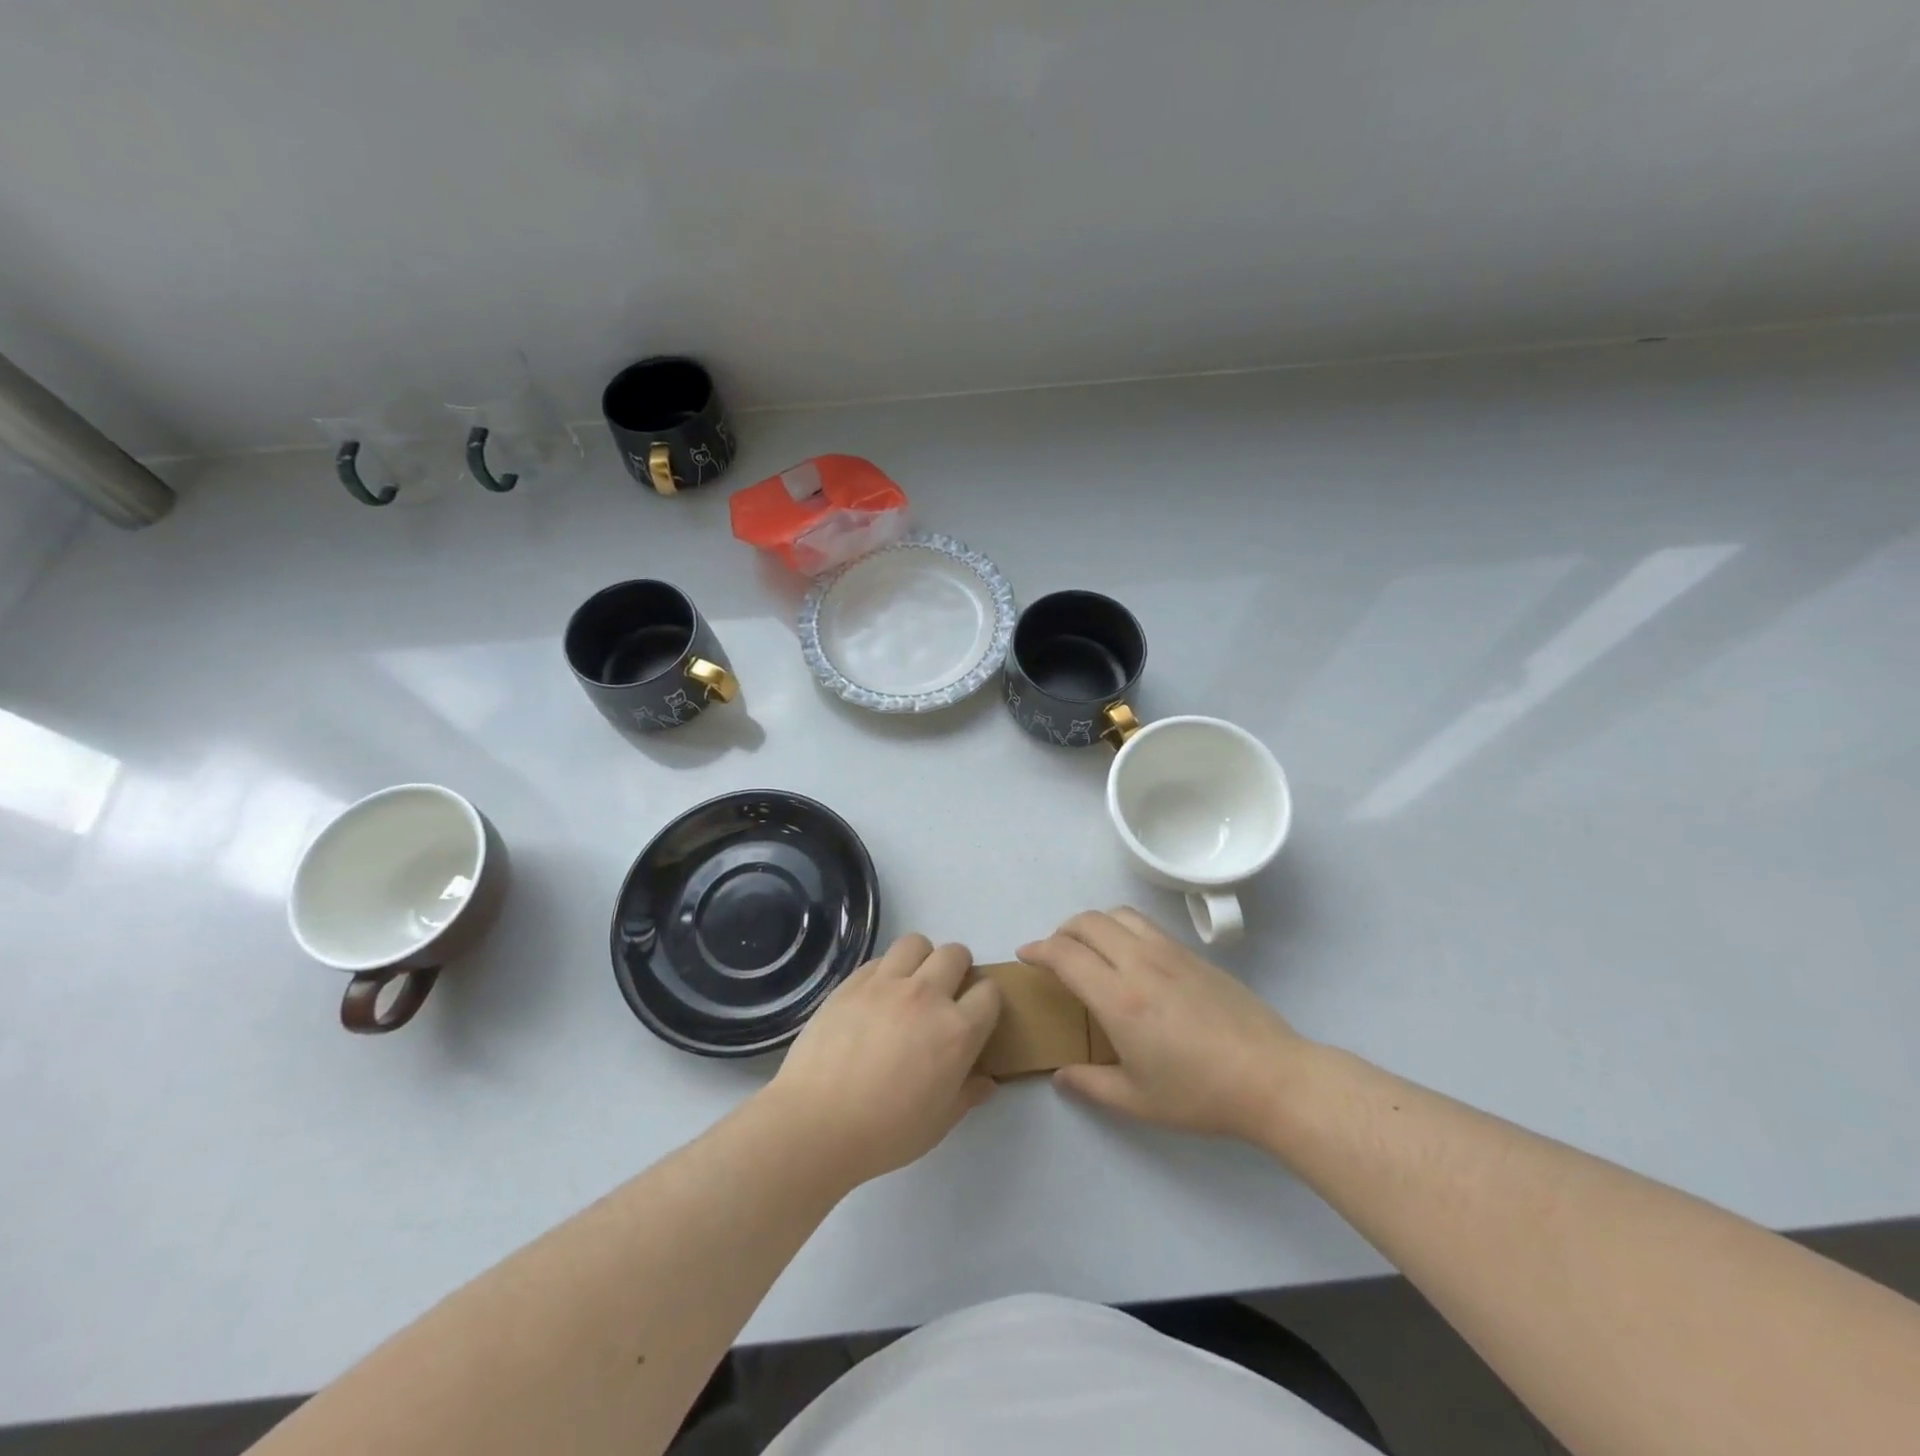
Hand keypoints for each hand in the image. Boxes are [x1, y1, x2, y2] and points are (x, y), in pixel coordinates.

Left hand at [766, 935, 1001, 1188]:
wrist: (816, 1124)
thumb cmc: (885, 1133)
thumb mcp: (939, 1123)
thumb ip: (967, 1094)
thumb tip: (985, 1080)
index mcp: (956, 1031)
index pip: (989, 992)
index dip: (986, 1002)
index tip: (975, 1017)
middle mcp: (927, 996)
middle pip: (956, 954)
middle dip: (958, 969)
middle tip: (945, 996)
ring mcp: (886, 984)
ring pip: (916, 943)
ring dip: (922, 959)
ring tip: (911, 985)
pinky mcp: (852, 982)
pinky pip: (880, 959)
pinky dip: (885, 971)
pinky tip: (875, 998)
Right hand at [1020, 908, 1306, 1142]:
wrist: (1271, 1077)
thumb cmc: (1200, 1094)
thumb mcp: (1138, 1102)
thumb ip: (1091, 1085)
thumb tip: (1060, 1076)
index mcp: (1119, 999)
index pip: (1065, 954)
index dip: (1038, 949)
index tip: (1025, 956)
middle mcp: (1139, 963)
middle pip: (1087, 922)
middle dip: (1060, 931)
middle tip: (1053, 954)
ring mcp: (1169, 952)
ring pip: (1117, 914)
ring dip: (1092, 923)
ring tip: (1088, 947)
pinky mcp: (1191, 953)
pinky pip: (1144, 924)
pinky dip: (1121, 927)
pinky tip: (1128, 956)